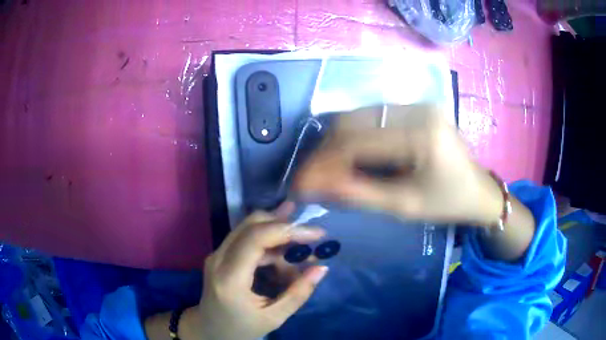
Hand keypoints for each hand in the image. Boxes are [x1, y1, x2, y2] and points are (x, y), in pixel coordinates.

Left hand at [192, 210, 327, 339]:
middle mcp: (218, 259)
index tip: (316, 234)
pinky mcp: (219, 255)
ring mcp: (216, 254)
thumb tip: (322, 268)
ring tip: (300, 252)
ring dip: (277, 233)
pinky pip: (246, 238)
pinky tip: (283, 259)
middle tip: (311, 234)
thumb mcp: (274, 317)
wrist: (209, 330)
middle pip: (251, 224)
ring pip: (249, 227)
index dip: (288, 230)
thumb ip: (298, 293)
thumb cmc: (241, 328)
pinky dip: (268, 244)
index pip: (256, 238)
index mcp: (230, 278)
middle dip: (284, 224)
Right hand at [294, 104, 501, 225]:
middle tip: (308, 177)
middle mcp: (417, 109)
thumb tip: (317, 187)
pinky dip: (352, 136)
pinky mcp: (414, 107)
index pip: (358, 143)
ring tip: (322, 169)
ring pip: (358, 116)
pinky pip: (372, 117)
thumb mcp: (404, 207)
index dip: (323, 163)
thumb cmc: (447, 204)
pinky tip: (344, 155)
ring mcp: (416, 104)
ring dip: (335, 143)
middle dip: (324, 151)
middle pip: (353, 121)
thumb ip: (359, 194)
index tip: (300, 184)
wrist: (477, 190)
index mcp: (422, 136)